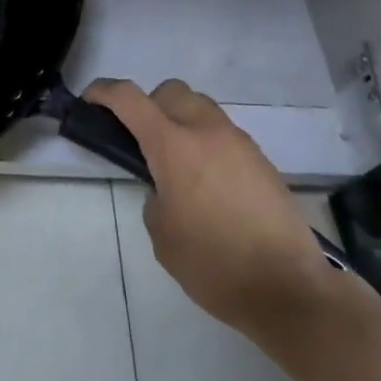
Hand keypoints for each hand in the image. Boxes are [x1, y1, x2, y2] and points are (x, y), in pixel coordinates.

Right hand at [85, 77, 340, 340]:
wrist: (290, 290)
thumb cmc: (214, 264)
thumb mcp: (162, 234)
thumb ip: (155, 196)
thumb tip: (167, 187)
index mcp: (174, 146)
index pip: (130, 98)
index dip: (104, 91)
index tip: (90, 99)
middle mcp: (207, 132)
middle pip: (171, 91)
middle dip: (149, 104)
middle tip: (141, 138)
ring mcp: (239, 144)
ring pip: (202, 108)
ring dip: (181, 121)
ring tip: (177, 163)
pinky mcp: (262, 162)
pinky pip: (224, 135)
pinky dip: (207, 143)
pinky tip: (208, 184)